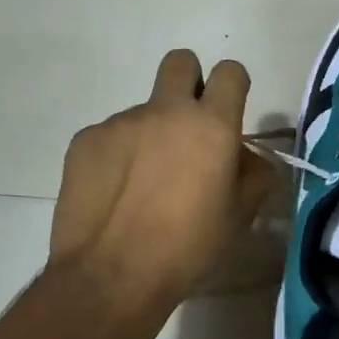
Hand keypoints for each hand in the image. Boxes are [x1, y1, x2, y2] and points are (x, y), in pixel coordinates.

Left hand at [49, 50, 276, 308]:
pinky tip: (114, 194)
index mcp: (211, 125)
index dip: (232, 86)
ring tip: (143, 186)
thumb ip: (253, 175)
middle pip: (180, 62)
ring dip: (150, 134)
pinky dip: (117, 156)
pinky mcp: (85, 140)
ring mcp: (121, 122)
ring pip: (143, 111)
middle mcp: (166, 111)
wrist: (110, 277)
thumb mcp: (239, 217)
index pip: (230, 72)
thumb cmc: (187, 249)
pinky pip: (110, 136)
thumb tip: (247, 157)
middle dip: (189, 82)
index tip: (228, 112)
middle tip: (187, 127)